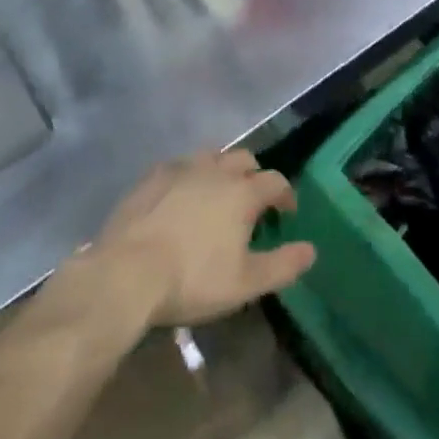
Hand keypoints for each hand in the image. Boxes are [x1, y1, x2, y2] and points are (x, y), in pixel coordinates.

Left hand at [88, 149, 316, 327]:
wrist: (127, 272)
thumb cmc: (192, 279)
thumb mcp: (245, 283)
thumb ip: (283, 265)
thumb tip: (311, 250)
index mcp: (243, 192)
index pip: (276, 182)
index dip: (286, 195)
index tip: (286, 213)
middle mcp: (216, 170)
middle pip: (245, 160)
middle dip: (254, 176)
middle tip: (252, 201)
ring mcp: (182, 167)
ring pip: (212, 156)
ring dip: (222, 170)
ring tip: (218, 193)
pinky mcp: (153, 175)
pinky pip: (181, 165)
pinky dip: (191, 175)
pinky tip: (182, 195)